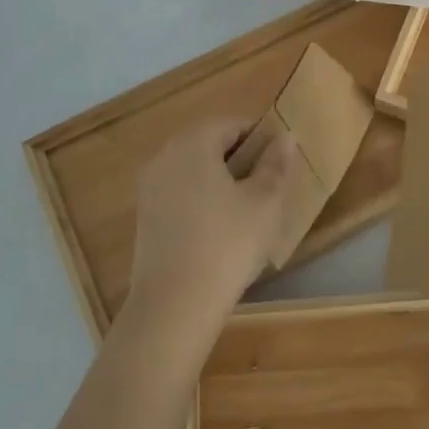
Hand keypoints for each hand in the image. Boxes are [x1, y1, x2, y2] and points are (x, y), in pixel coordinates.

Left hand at [127, 118, 296, 334]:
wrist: (174, 304)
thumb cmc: (227, 243)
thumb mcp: (264, 203)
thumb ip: (275, 165)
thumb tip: (284, 137)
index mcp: (194, 143)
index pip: (231, 125)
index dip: (259, 137)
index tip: (278, 162)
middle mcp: (165, 156)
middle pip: (208, 143)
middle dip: (238, 157)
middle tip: (266, 185)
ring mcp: (149, 187)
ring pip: (192, 169)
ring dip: (218, 178)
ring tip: (245, 209)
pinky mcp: (144, 216)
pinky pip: (178, 192)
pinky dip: (199, 198)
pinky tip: (218, 228)